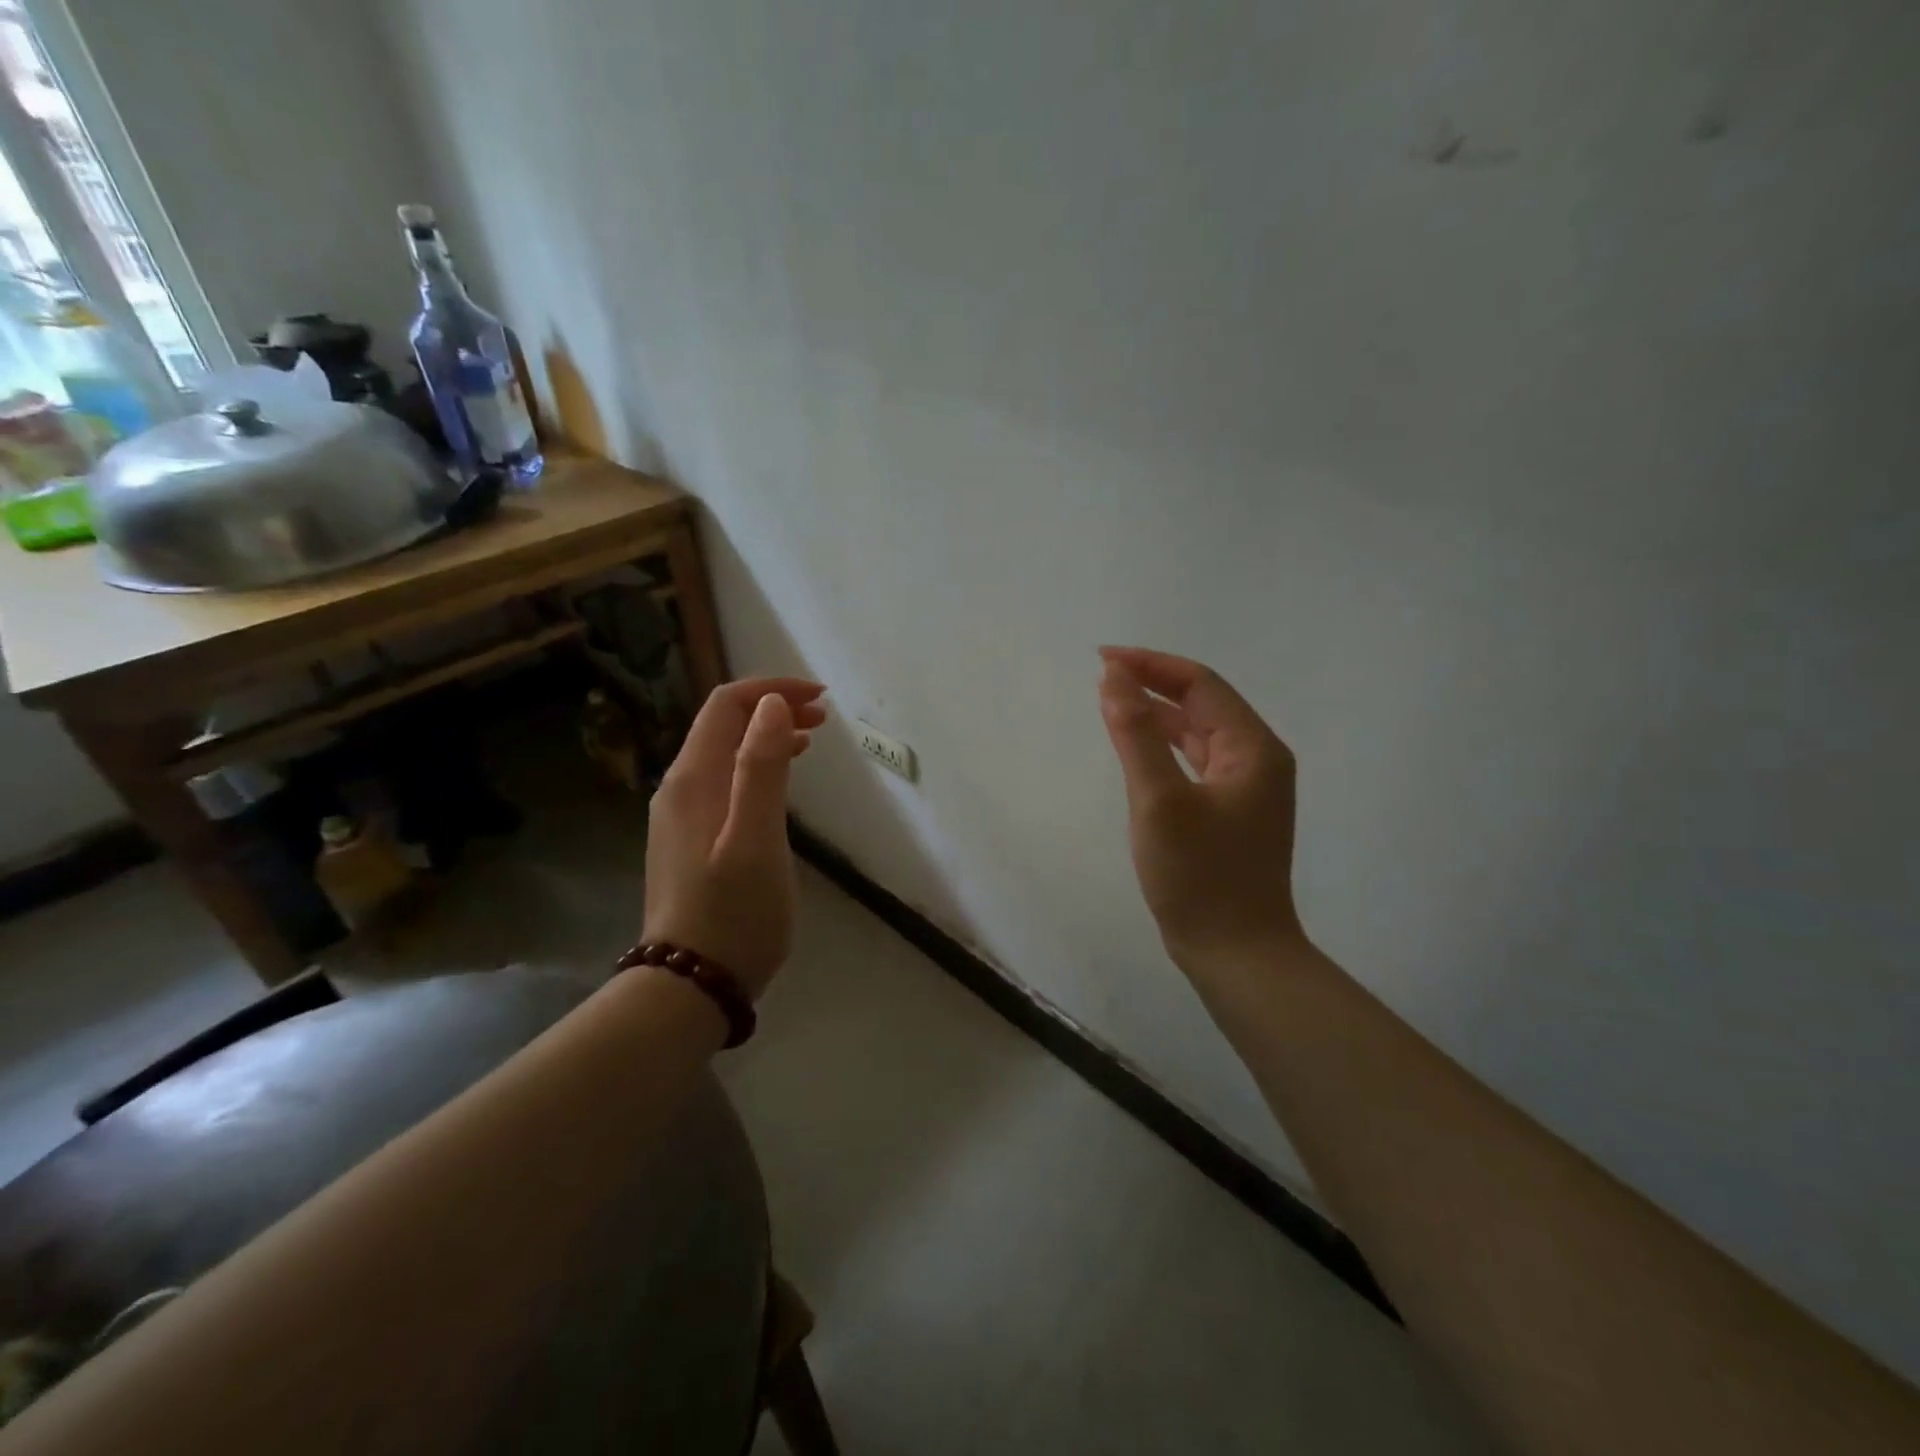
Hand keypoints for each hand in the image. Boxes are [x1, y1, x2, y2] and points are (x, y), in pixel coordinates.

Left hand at [643, 678, 826, 998]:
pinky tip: (780, 784)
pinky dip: (757, 767)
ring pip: (725, 754)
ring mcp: (681, 816)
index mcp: (694, 779)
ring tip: (811, 740)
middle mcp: (680, 788)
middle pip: (724, 725)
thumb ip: (761, 768)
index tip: (820, 698)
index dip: (772, 691)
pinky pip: (725, 782)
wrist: (690, 985)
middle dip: (773, 709)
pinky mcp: (691, 841)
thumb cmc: (734, 913)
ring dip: (767, 737)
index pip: (727, 705)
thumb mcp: (756, 838)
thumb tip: (771, 706)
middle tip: (823, 717)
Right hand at [1098, 647, 1306, 970]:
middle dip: (1153, 683)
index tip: (1102, 659)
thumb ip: (1136, 735)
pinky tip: (1139, 749)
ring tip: (1113, 703)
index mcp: (1252, 748)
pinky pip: (1197, 761)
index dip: (1150, 664)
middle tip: (1102, 676)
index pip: (1200, 684)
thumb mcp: (1160, 801)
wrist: (1236, 953)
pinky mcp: (1232, 812)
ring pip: (1199, 732)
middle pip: (1203, 703)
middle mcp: (1258, 759)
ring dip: (1158, 714)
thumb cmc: (1200, 876)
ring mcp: (1247, 788)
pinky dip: (1166, 746)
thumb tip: (1113, 679)